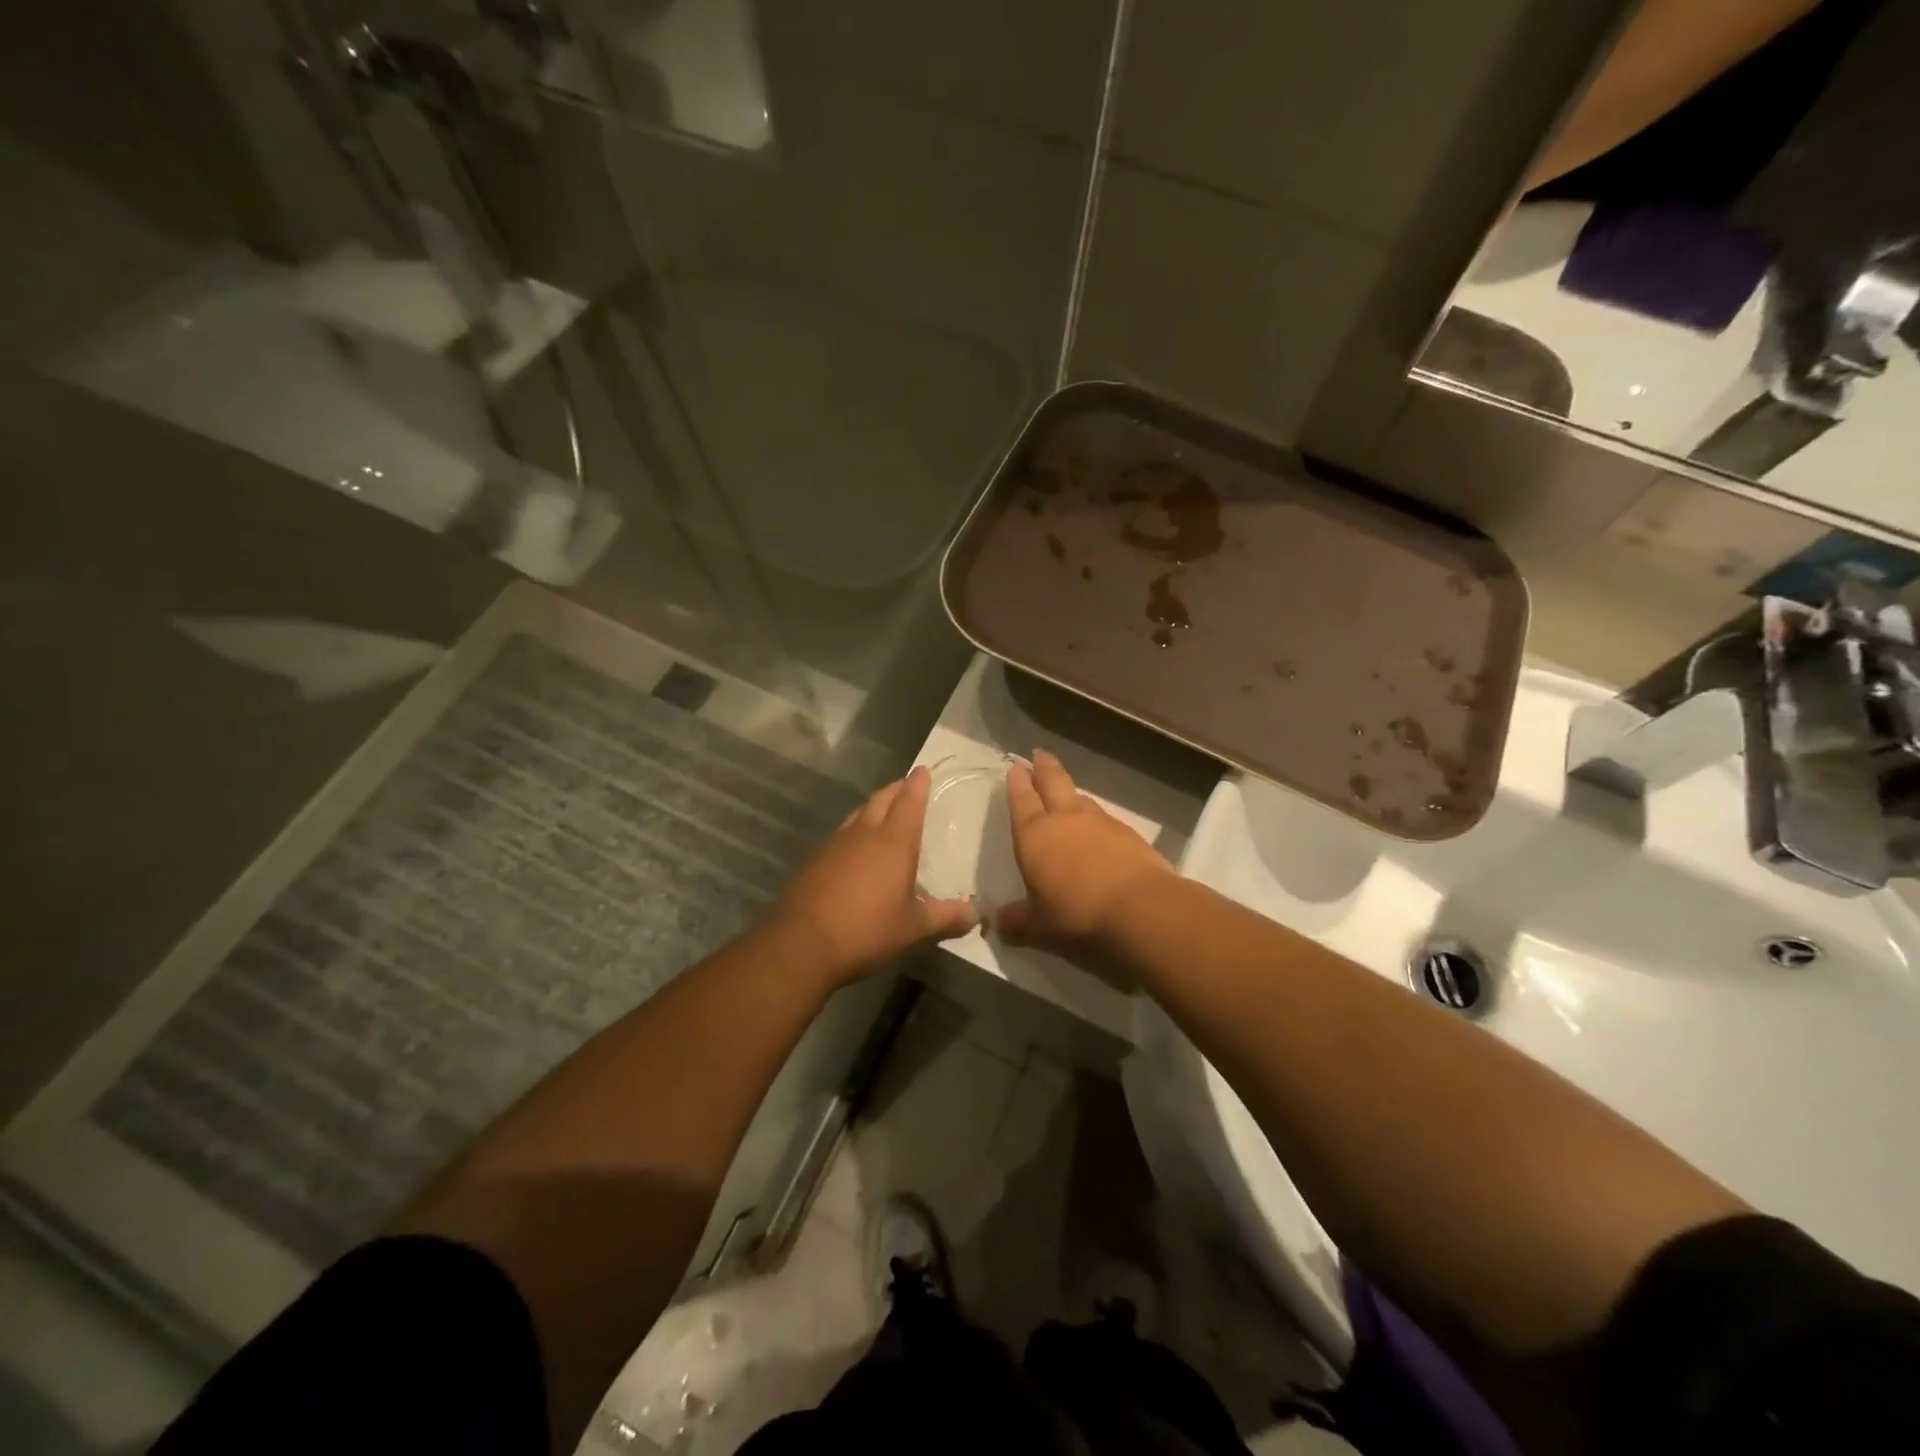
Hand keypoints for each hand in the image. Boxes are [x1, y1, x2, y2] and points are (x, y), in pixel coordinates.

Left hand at [772, 766, 976, 986]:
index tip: (923, 770)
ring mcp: (836, 844)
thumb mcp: (913, 928)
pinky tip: (856, 846)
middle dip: (897, 789)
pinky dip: (855, 829)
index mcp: (894, 842)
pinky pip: (842, 833)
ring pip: (859, 813)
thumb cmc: (866, 931)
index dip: (918, 784)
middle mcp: (864, 834)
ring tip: (884, 810)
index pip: (909, 801)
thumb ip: (945, 917)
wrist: (802, 943)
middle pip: (882, 799)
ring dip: (874, 806)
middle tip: (907, 786)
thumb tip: (976, 914)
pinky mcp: (816, 859)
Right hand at [994, 749, 1172, 957]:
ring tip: (1067, 792)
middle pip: (1053, 782)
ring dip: (1071, 792)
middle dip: (1045, 767)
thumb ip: (1016, 920)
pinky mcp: (1128, 833)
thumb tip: (995, 923)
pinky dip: (1096, 818)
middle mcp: (1065, 819)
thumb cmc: (1076, 913)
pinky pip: (1105, 818)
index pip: (1022, 800)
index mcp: (1034, 835)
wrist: (1139, 908)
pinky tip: (1098, 829)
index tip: (1016, 767)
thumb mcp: (1039, 925)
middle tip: (1040, 754)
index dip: (1018, 783)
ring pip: (1081, 797)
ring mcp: (1100, 822)